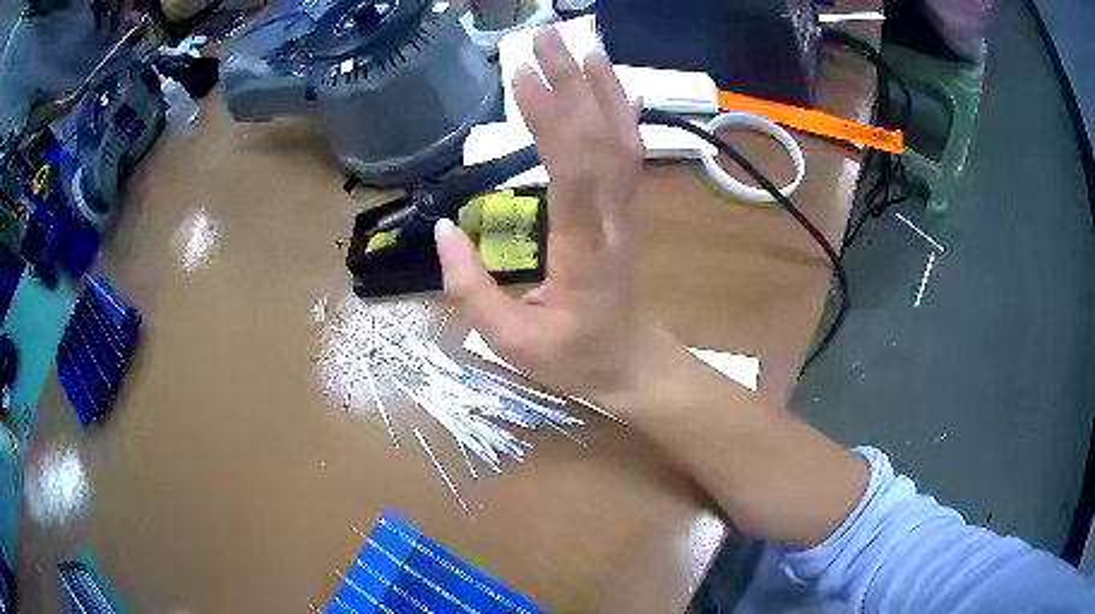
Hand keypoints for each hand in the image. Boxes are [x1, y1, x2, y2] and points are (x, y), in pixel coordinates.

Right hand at [435, 26, 684, 406]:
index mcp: (582, 253)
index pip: (572, 174)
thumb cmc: (573, 358)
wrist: (632, 363)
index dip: (550, 121)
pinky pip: (628, 153)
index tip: (520, 78)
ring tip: (577, 45)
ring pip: (621, 139)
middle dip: (572, 82)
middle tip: (543, 38)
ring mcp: (625, 211)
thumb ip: (470, 290)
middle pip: (600, 140)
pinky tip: (614, 85)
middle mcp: (611, 221)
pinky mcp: (625, 208)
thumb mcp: (510, 343)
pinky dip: (622, 113)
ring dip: (600, 87)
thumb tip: (441, 233)